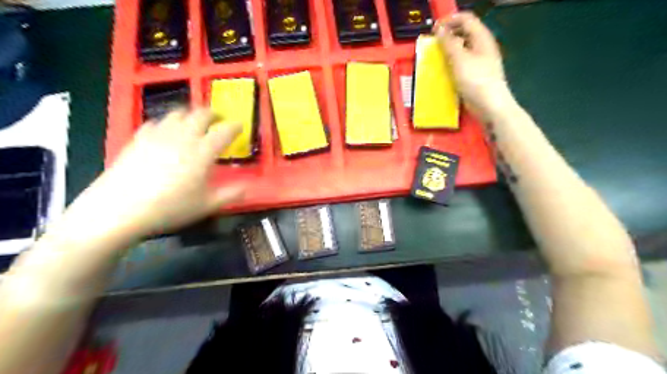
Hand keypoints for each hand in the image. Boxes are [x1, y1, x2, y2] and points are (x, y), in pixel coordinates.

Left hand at [72, 108, 243, 237]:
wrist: (119, 209)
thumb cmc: (170, 208)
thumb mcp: (207, 205)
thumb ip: (231, 194)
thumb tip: (248, 187)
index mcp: (203, 152)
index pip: (224, 132)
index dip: (235, 126)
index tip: (240, 126)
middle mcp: (183, 137)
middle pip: (200, 115)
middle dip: (213, 113)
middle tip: (219, 119)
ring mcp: (159, 135)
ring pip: (178, 114)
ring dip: (190, 114)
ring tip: (194, 121)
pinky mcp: (138, 138)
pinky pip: (156, 122)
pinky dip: (167, 122)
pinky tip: (166, 131)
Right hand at [436, 12, 516, 120]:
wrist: (490, 106)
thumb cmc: (476, 81)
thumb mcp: (459, 59)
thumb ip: (449, 43)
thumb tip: (440, 30)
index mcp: (482, 38)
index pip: (466, 19)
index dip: (449, 20)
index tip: (434, 30)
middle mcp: (482, 46)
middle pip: (464, 32)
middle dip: (448, 34)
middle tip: (433, 43)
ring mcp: (480, 61)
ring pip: (462, 48)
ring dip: (448, 49)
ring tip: (436, 56)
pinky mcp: (476, 74)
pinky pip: (462, 62)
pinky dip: (452, 62)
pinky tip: (444, 70)